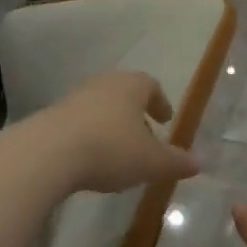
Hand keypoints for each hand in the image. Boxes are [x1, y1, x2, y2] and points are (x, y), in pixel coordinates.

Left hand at [32, 70, 200, 194]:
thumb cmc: (110, 149)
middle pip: (124, 94)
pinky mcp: (50, 117)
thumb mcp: (152, 162)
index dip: (161, 102)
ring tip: (118, 152)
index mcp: (131, 86)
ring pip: (100, 108)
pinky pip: (78, 123)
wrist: (47, 154)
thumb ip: (176, 162)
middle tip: (145, 137)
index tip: (166, 119)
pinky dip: (89, 136)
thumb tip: (199, 162)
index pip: (151, 85)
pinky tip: (91, 159)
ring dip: (111, 126)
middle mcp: (102, 84)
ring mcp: (73, 98)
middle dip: (135, 115)